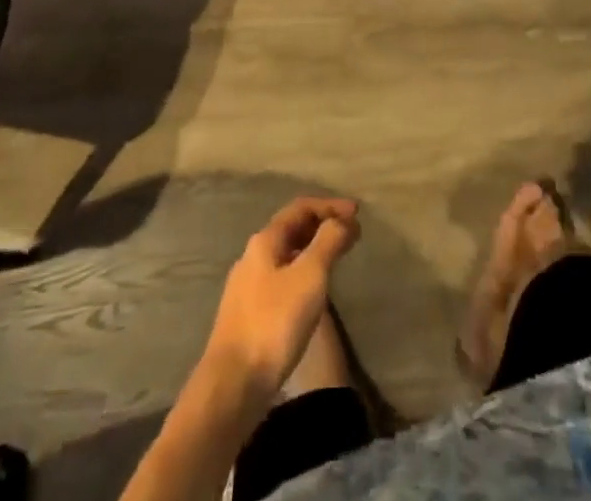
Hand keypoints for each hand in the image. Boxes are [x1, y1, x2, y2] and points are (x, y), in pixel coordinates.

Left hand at [201, 197, 359, 401]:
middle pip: (292, 229)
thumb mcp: (309, 277)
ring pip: (286, 255)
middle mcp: (252, 257)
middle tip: (351, 234)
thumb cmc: (274, 323)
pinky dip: (303, 272)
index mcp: (265, 241)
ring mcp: (247, 287)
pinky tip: (313, 291)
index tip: (357, 213)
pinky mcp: (248, 314)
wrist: (232, 385)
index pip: (300, 208)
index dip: (330, 206)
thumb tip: (342, 220)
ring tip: (337, 258)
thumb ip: (327, 242)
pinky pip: (281, 279)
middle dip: (322, 226)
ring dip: (313, 250)